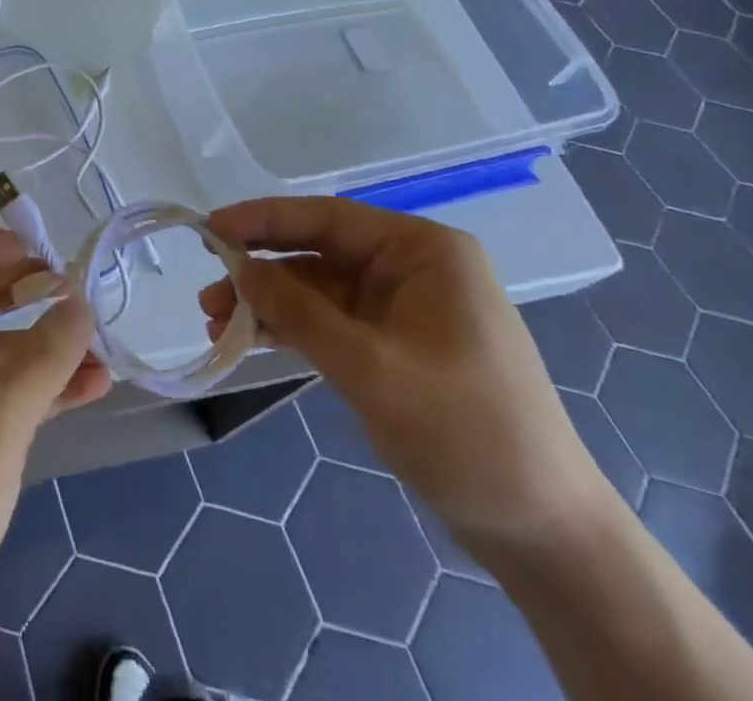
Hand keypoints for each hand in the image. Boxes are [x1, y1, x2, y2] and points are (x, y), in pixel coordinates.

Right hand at [201, 199, 608, 556]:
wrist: (545, 534)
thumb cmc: (466, 434)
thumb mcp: (372, 369)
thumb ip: (298, 312)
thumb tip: (237, 267)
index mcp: (423, 250)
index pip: (327, 218)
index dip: (262, 220)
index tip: (208, 229)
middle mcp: (413, 266)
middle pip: (318, 252)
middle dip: (261, 270)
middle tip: (207, 292)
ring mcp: (405, 306)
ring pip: (320, 289)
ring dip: (271, 304)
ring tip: (215, 322)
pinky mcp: (396, 344)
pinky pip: (333, 321)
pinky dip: (294, 329)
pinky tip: (253, 339)